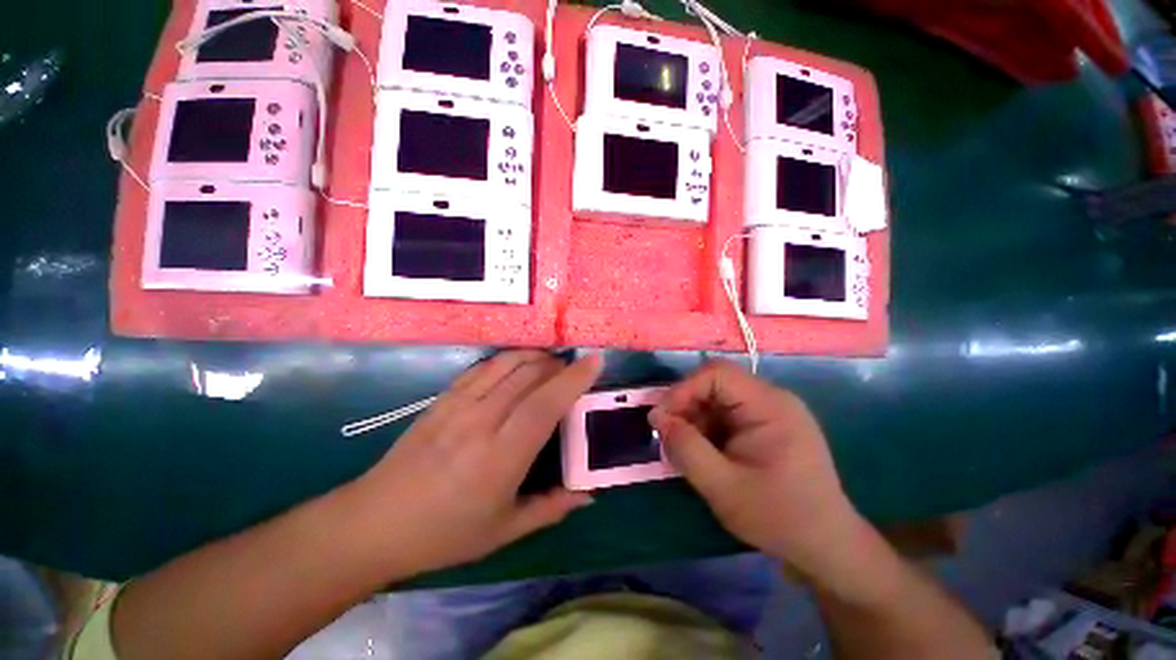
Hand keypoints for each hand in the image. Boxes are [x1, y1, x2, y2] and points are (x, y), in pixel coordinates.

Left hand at [354, 351, 600, 576]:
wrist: (374, 523)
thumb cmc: (444, 534)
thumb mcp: (504, 531)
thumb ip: (551, 508)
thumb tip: (588, 494)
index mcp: (501, 457)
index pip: (545, 405)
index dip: (573, 379)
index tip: (595, 362)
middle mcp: (481, 422)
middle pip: (529, 376)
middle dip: (559, 365)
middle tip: (576, 368)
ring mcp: (458, 406)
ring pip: (507, 364)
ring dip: (536, 356)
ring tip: (552, 362)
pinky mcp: (443, 398)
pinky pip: (483, 367)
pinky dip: (508, 358)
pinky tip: (518, 364)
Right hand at [649, 361, 867, 580]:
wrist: (826, 546)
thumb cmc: (778, 517)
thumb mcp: (722, 486)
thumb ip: (686, 448)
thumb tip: (657, 417)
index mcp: (769, 406)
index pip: (716, 374)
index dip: (683, 390)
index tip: (662, 419)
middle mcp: (772, 399)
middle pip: (716, 384)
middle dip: (686, 406)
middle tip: (668, 436)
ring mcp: (772, 411)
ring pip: (718, 399)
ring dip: (695, 419)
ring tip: (685, 449)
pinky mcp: (767, 425)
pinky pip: (727, 414)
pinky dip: (708, 428)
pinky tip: (703, 453)